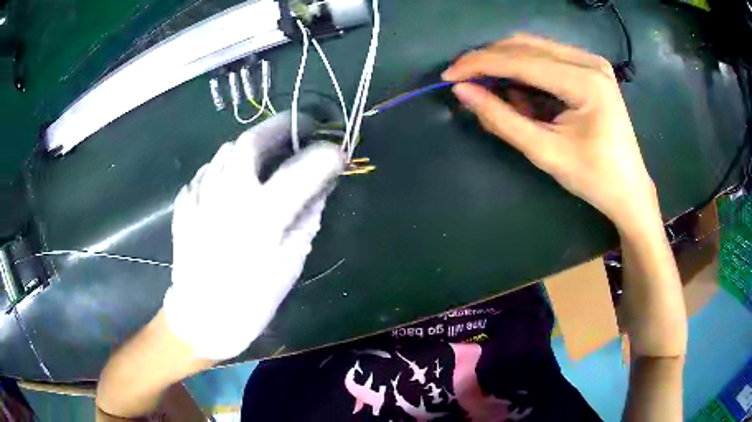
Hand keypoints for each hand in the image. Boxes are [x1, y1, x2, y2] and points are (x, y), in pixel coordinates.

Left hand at [165, 112, 344, 360]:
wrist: (200, 318)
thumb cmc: (250, 301)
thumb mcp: (289, 264)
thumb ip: (307, 219)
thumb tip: (320, 189)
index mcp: (260, 216)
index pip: (301, 170)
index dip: (325, 156)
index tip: (338, 152)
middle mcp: (227, 196)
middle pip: (251, 141)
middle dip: (279, 128)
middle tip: (297, 128)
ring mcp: (200, 196)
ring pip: (225, 151)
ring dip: (251, 146)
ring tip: (267, 154)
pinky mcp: (185, 203)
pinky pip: (208, 172)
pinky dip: (226, 168)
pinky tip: (234, 182)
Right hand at [443, 34, 659, 232]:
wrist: (629, 189)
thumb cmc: (593, 178)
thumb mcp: (544, 152)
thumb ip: (501, 119)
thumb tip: (462, 91)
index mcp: (584, 81)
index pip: (520, 60)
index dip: (479, 64)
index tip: (448, 75)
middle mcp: (589, 61)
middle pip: (525, 45)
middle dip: (489, 60)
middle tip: (463, 80)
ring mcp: (592, 61)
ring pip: (534, 47)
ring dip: (506, 65)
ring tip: (491, 90)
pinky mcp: (591, 68)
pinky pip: (547, 57)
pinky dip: (526, 71)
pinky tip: (520, 93)